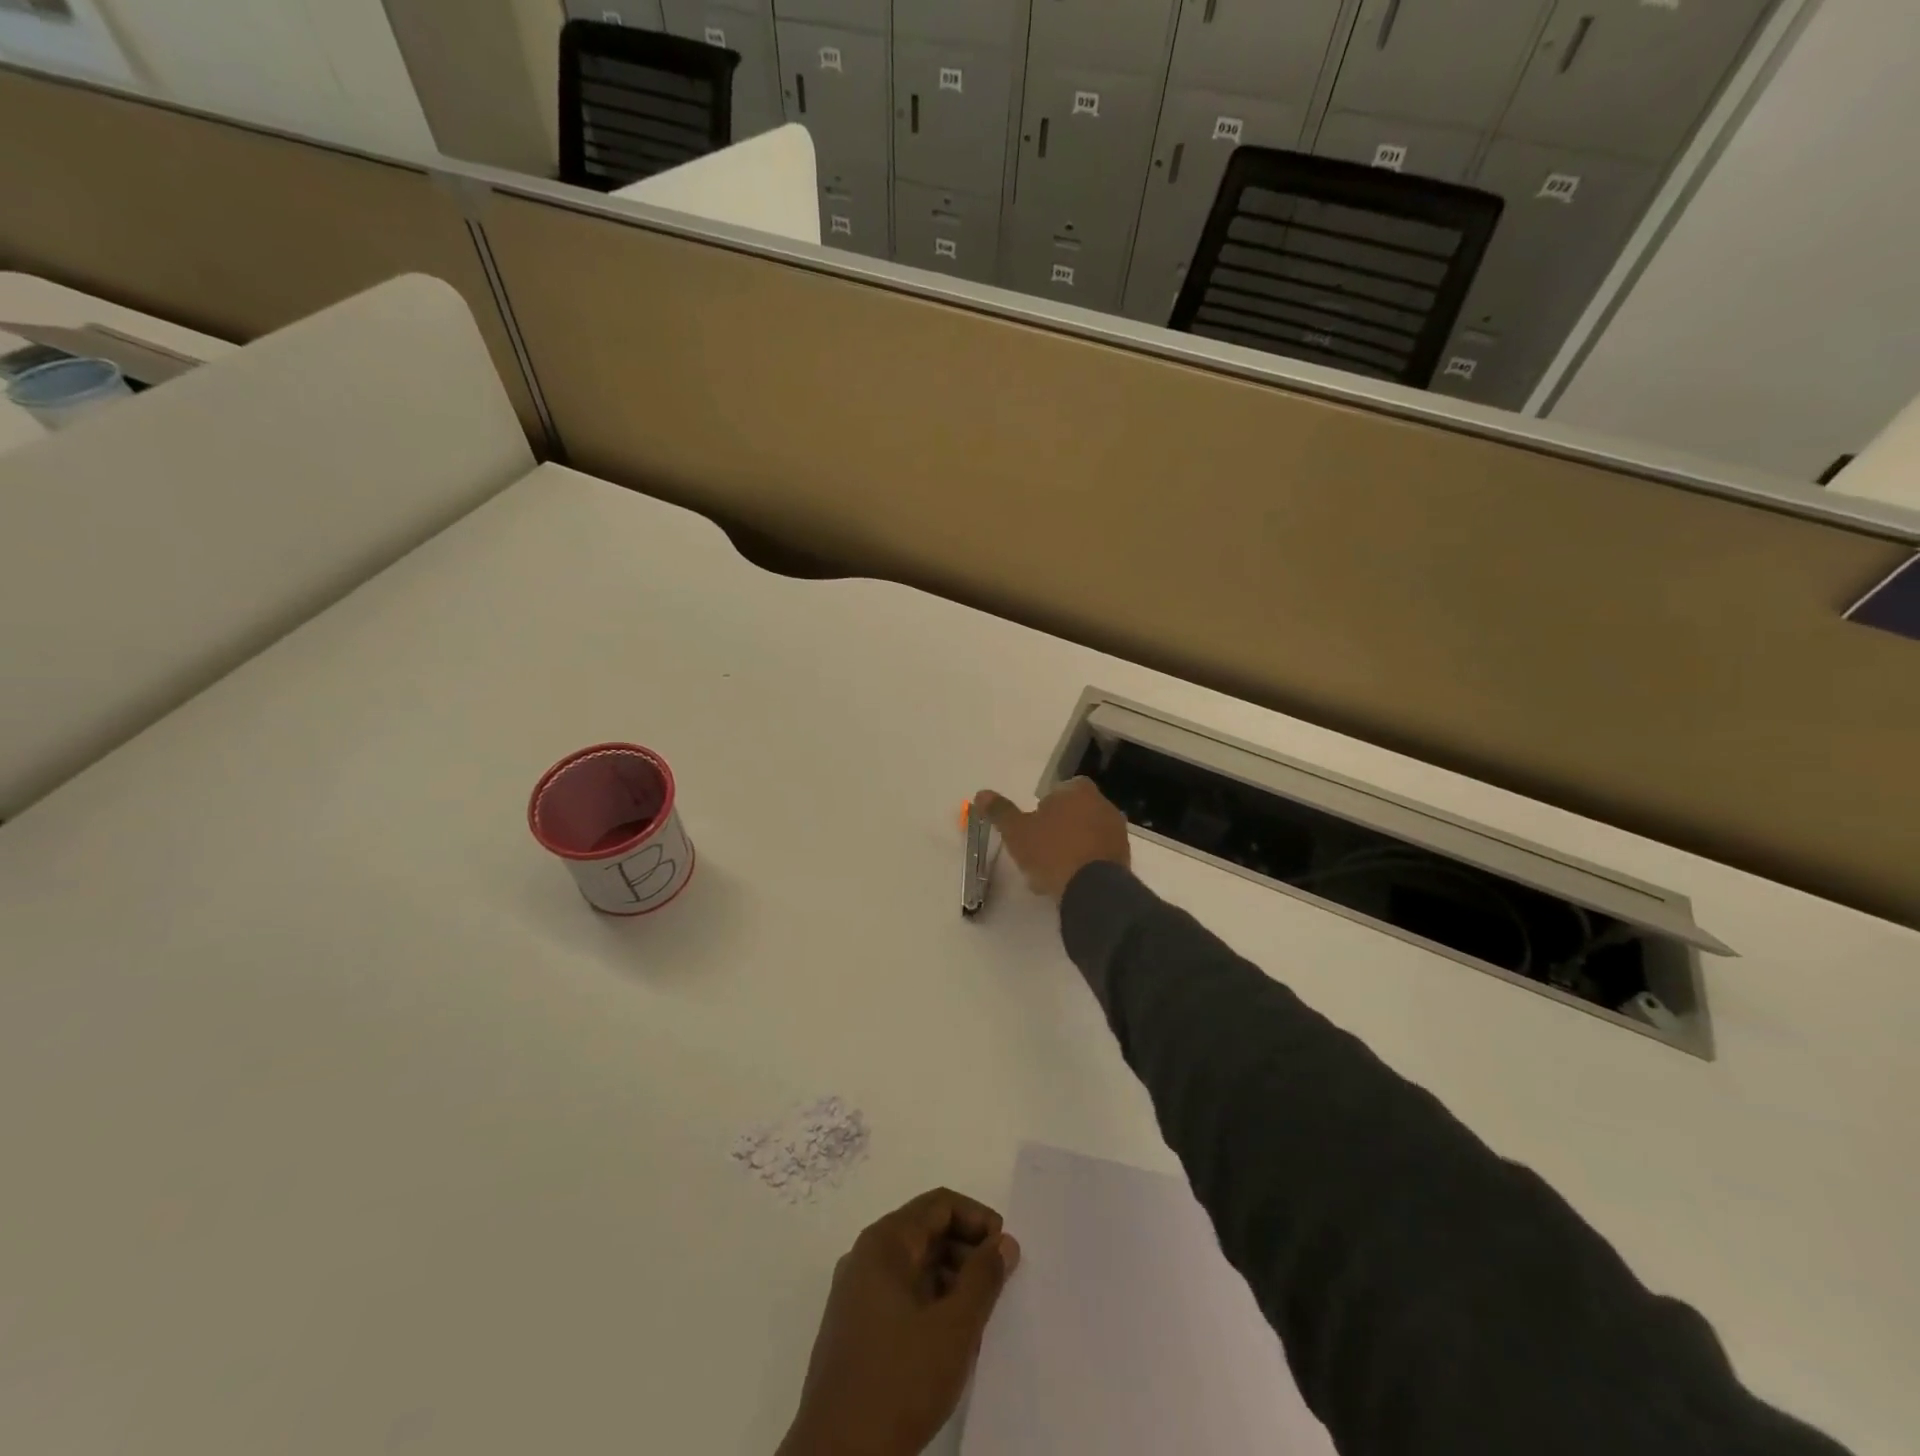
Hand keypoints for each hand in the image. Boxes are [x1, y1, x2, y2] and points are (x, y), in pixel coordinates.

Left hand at [778, 1189, 1020, 1455]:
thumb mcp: (954, 1329)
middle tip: (999, 1284)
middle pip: (925, 1231)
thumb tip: (1004, 1242)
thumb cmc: (899, 1383)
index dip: (977, 1219)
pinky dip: (931, 1302)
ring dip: (951, 1279)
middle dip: (966, 1250)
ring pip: (914, 1266)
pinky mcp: (854, 1328)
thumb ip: (984, 1278)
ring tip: (981, 1315)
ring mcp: (855, 1294)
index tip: (1006, 1250)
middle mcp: (865, 1257)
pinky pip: (900, 1295)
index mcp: (884, 1243)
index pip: (939, 1205)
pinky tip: (951, 1339)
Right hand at [975, 778, 1129, 901]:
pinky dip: (1085, 864)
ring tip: (1053, 872)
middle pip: (1074, 813)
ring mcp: (1117, 832)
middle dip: (1058, 828)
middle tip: (1039, 851)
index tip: (1032, 829)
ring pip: (1087, 835)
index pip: (1058, 791)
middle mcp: (1103, 804)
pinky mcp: (1125, 858)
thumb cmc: (1050, 852)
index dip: (1043, 808)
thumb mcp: (1016, 831)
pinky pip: (1099, 855)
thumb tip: (981, 794)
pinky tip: (1070, 882)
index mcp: (1078, 791)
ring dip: (1072, 847)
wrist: (1092, 889)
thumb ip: (1000, 811)